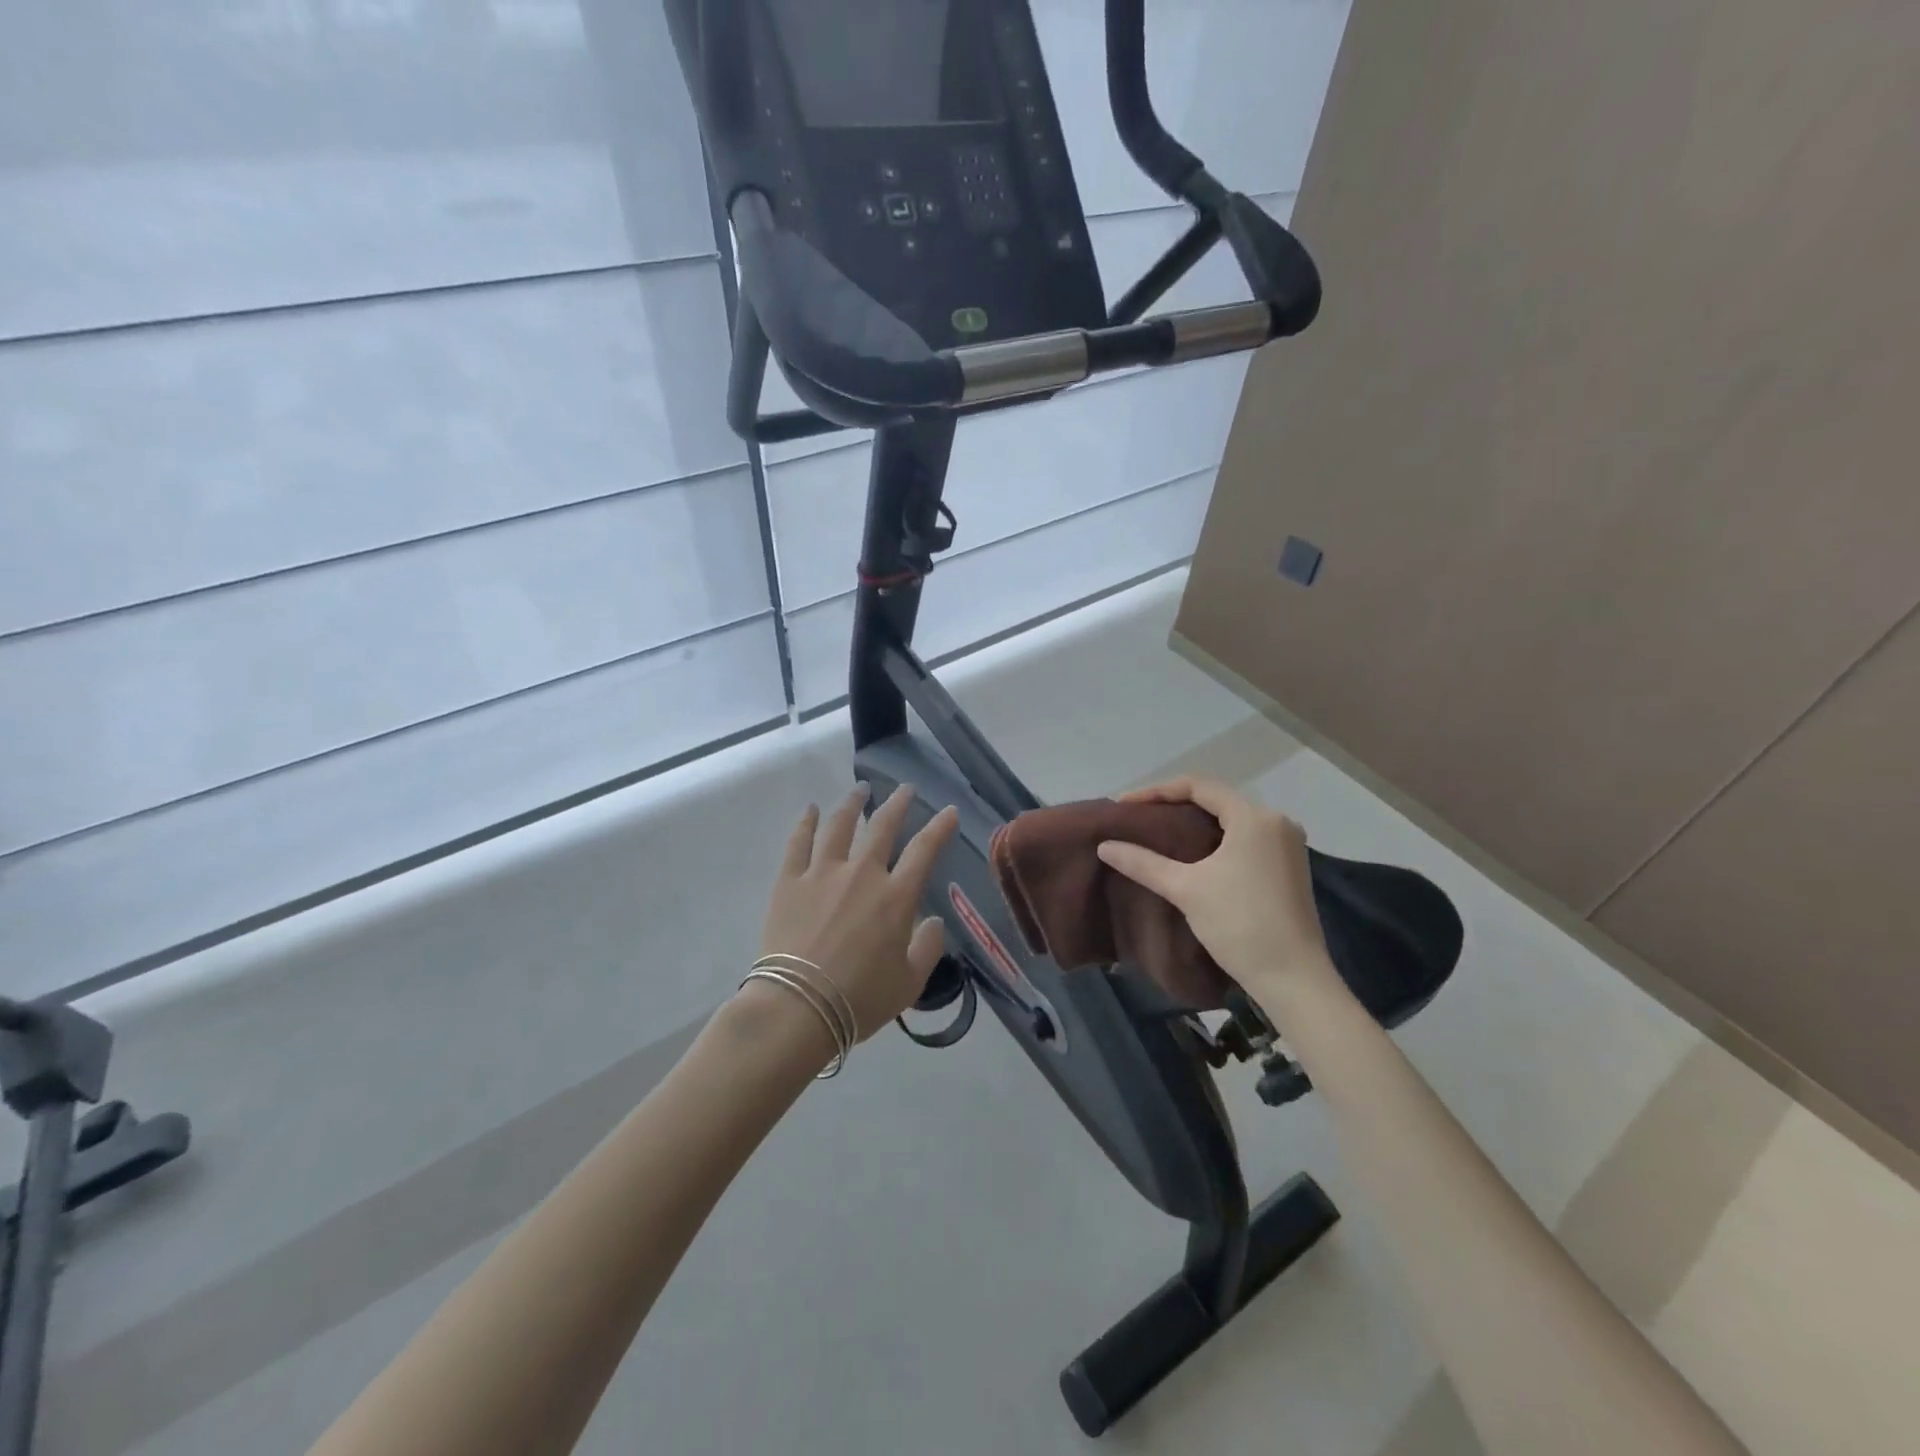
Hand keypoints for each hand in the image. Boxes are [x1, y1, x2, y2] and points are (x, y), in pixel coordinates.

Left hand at [758, 783, 958, 1041]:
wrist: (798, 1007)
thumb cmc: (860, 999)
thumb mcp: (909, 983)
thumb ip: (928, 948)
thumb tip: (934, 922)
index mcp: (896, 897)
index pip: (925, 850)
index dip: (940, 827)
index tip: (949, 810)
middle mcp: (862, 874)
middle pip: (883, 827)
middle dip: (897, 803)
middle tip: (904, 789)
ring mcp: (822, 873)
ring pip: (840, 825)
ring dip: (852, 803)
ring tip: (860, 789)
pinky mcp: (790, 882)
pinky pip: (799, 843)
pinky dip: (806, 822)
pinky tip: (811, 809)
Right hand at [1096, 776, 1336, 999]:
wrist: (1293, 980)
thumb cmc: (1239, 924)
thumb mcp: (1185, 889)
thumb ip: (1143, 862)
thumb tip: (1104, 846)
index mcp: (1255, 817)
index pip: (1199, 786)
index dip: (1157, 791)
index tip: (1125, 805)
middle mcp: (1277, 822)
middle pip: (1217, 800)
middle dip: (1175, 805)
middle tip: (1139, 817)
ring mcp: (1288, 845)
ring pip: (1232, 820)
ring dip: (1196, 823)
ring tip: (1159, 833)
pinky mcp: (1290, 867)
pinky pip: (1246, 839)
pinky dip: (1216, 840)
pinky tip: (1193, 854)